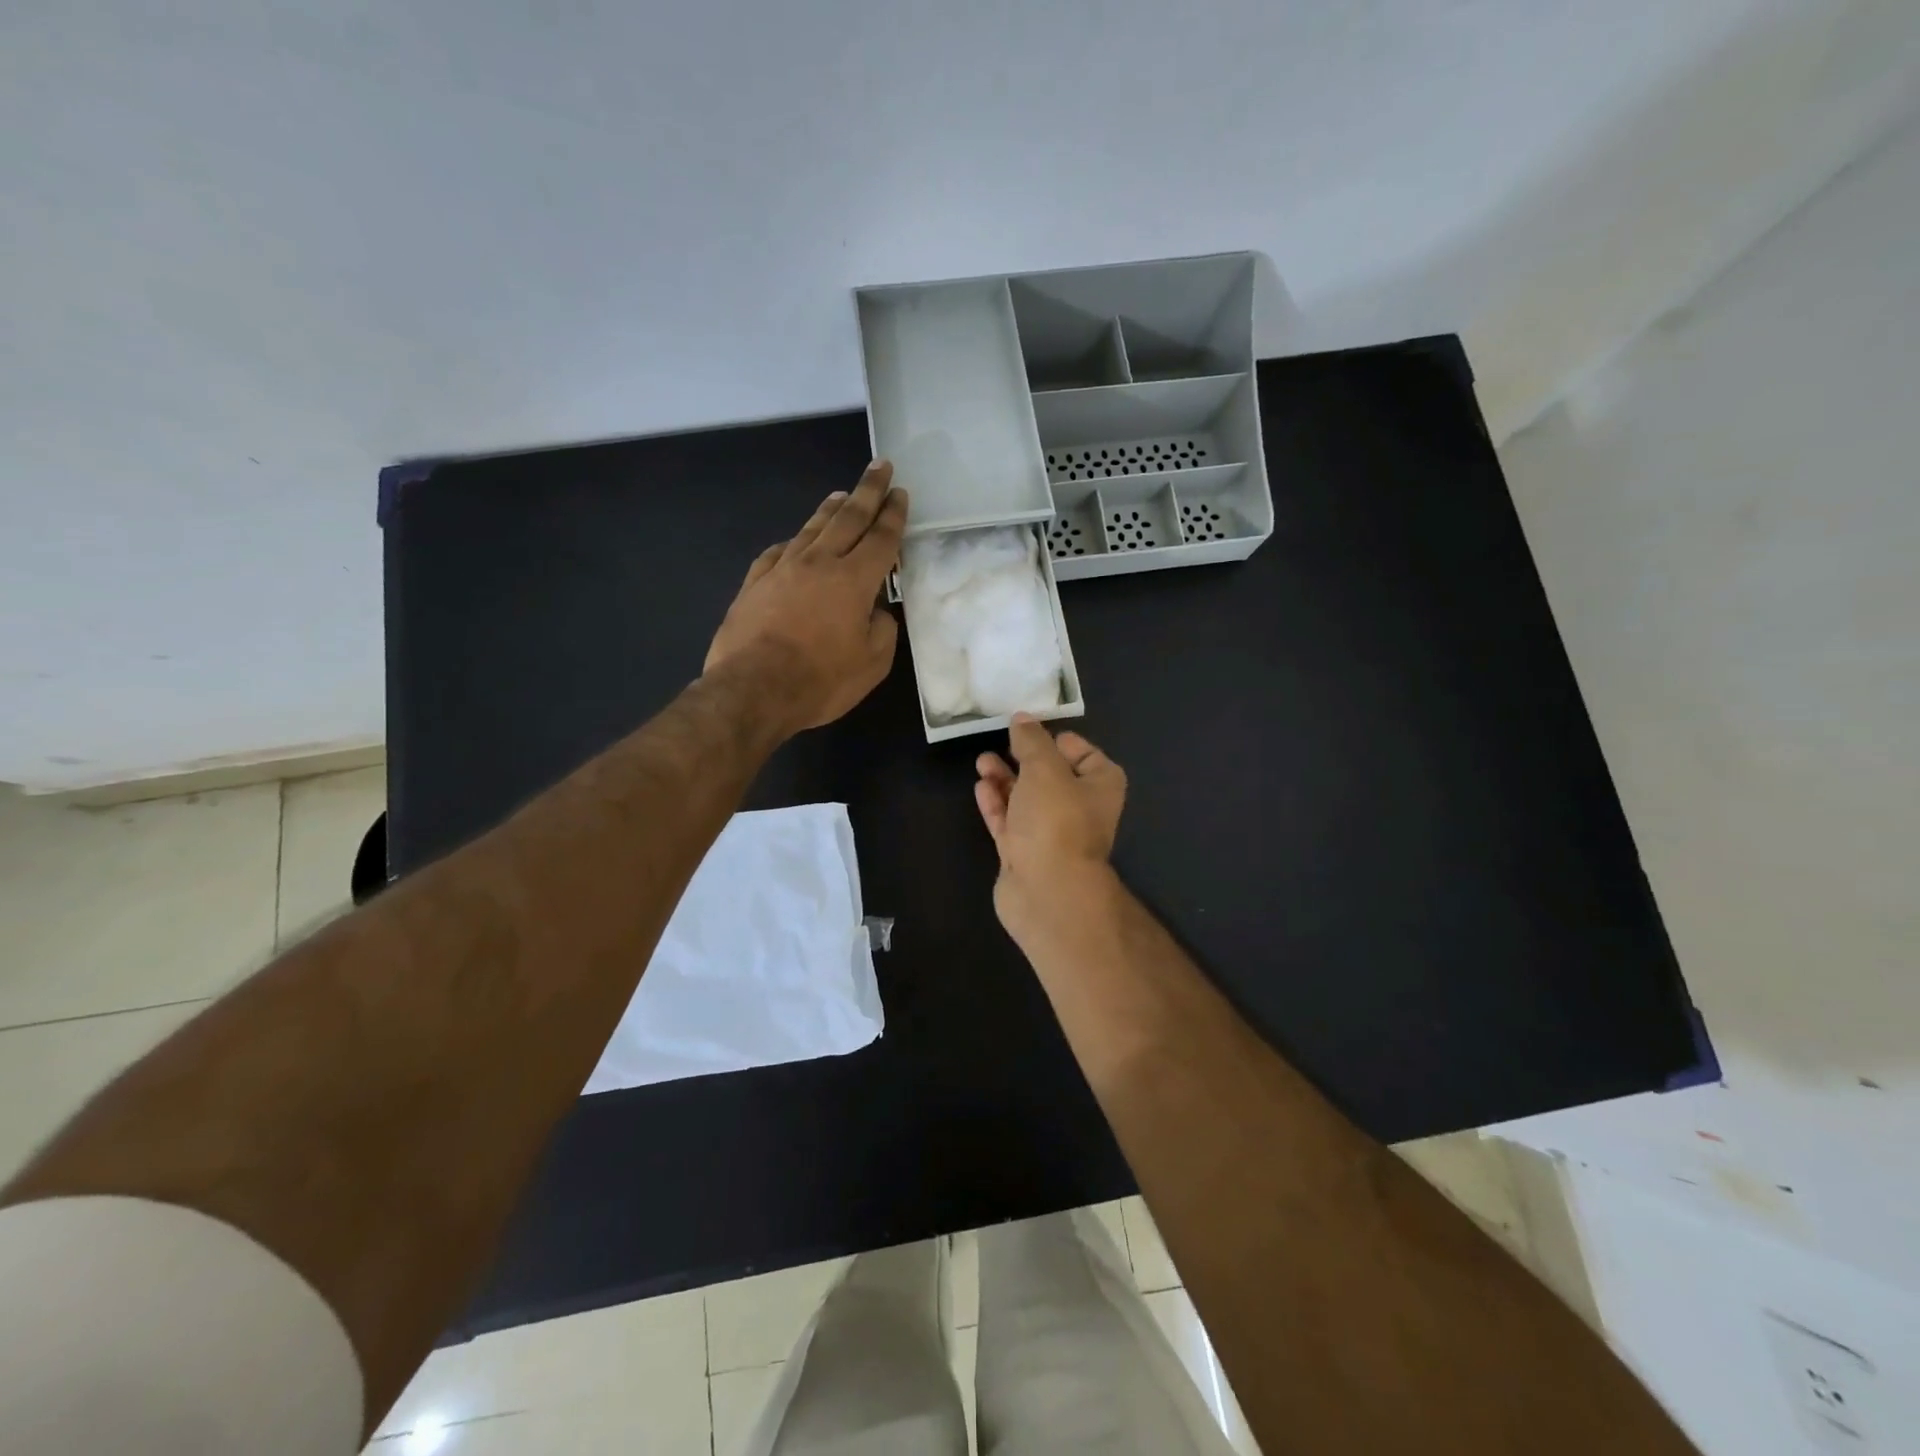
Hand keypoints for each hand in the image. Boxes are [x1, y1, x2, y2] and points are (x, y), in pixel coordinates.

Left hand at [705, 461, 907, 734]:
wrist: (752, 690)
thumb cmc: (820, 680)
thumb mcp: (872, 663)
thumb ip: (883, 629)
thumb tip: (876, 611)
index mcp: (854, 580)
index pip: (881, 538)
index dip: (893, 515)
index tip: (900, 492)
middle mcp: (818, 563)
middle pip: (848, 518)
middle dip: (868, 491)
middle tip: (880, 467)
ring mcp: (782, 570)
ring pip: (812, 529)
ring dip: (831, 509)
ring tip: (842, 494)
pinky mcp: (754, 583)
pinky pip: (779, 552)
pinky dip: (794, 541)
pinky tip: (796, 540)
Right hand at [975, 715, 1126, 941]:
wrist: (1047, 891)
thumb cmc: (1056, 820)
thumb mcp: (1044, 768)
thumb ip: (1031, 741)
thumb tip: (1022, 719)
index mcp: (1099, 787)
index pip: (1087, 756)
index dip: (1061, 741)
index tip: (1033, 730)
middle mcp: (1078, 809)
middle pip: (1051, 776)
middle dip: (1025, 758)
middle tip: (1001, 741)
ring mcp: (1050, 834)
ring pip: (1026, 798)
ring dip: (1005, 778)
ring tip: (982, 761)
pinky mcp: (1024, 853)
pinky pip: (1009, 821)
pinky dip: (996, 803)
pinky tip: (980, 786)